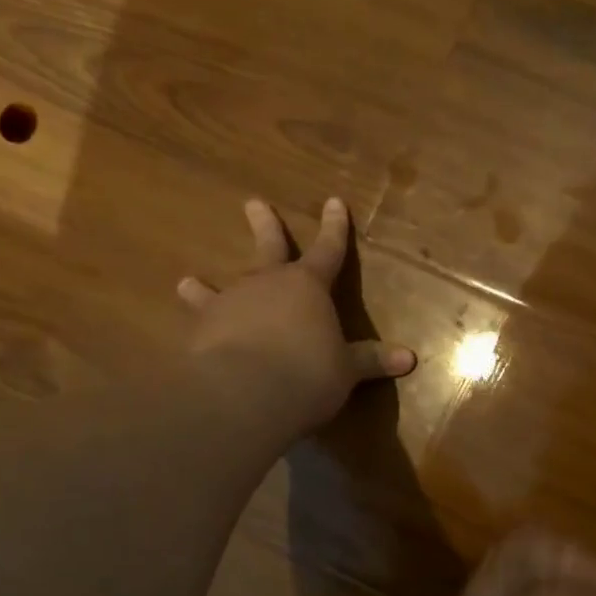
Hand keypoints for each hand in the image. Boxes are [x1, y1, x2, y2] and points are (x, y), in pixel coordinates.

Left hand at [178, 197, 415, 432]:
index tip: (333, 201)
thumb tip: (409, 358)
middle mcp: (268, 284)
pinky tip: (186, 332)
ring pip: (220, 287)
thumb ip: (371, 360)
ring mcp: (231, 303)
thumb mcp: (346, 369)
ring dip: (204, 285)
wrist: (246, 393)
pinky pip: (197, 323)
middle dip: (265, 226)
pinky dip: (192, 326)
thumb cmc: (308, 374)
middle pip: (269, 248)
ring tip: (186, 281)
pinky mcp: (202, 329)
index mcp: (308, 286)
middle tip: (253, 203)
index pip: (328, 251)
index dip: (334, 228)